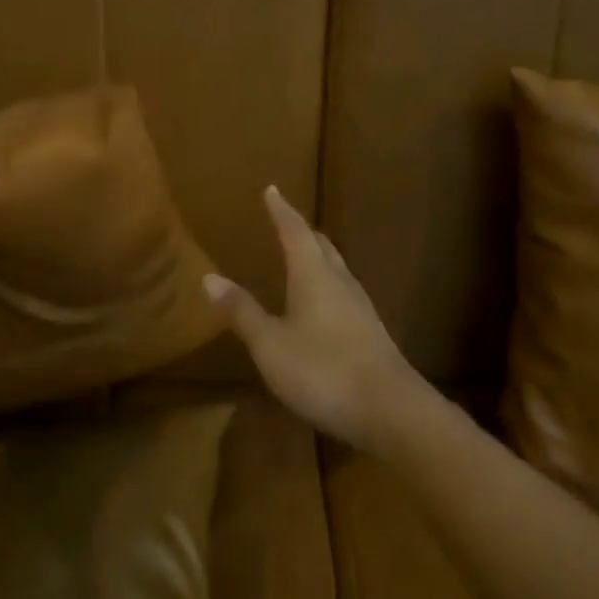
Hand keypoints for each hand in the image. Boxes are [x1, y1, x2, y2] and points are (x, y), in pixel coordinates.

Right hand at [205, 186, 422, 451]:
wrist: (391, 409)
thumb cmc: (323, 370)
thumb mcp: (271, 345)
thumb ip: (242, 311)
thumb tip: (208, 277)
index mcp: (313, 274)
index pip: (294, 230)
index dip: (280, 209)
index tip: (271, 189)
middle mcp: (339, 280)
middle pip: (320, 244)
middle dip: (300, 231)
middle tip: (284, 222)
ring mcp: (360, 305)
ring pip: (335, 266)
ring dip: (316, 255)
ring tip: (300, 257)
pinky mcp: (370, 329)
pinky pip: (343, 290)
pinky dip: (326, 282)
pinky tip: (321, 303)